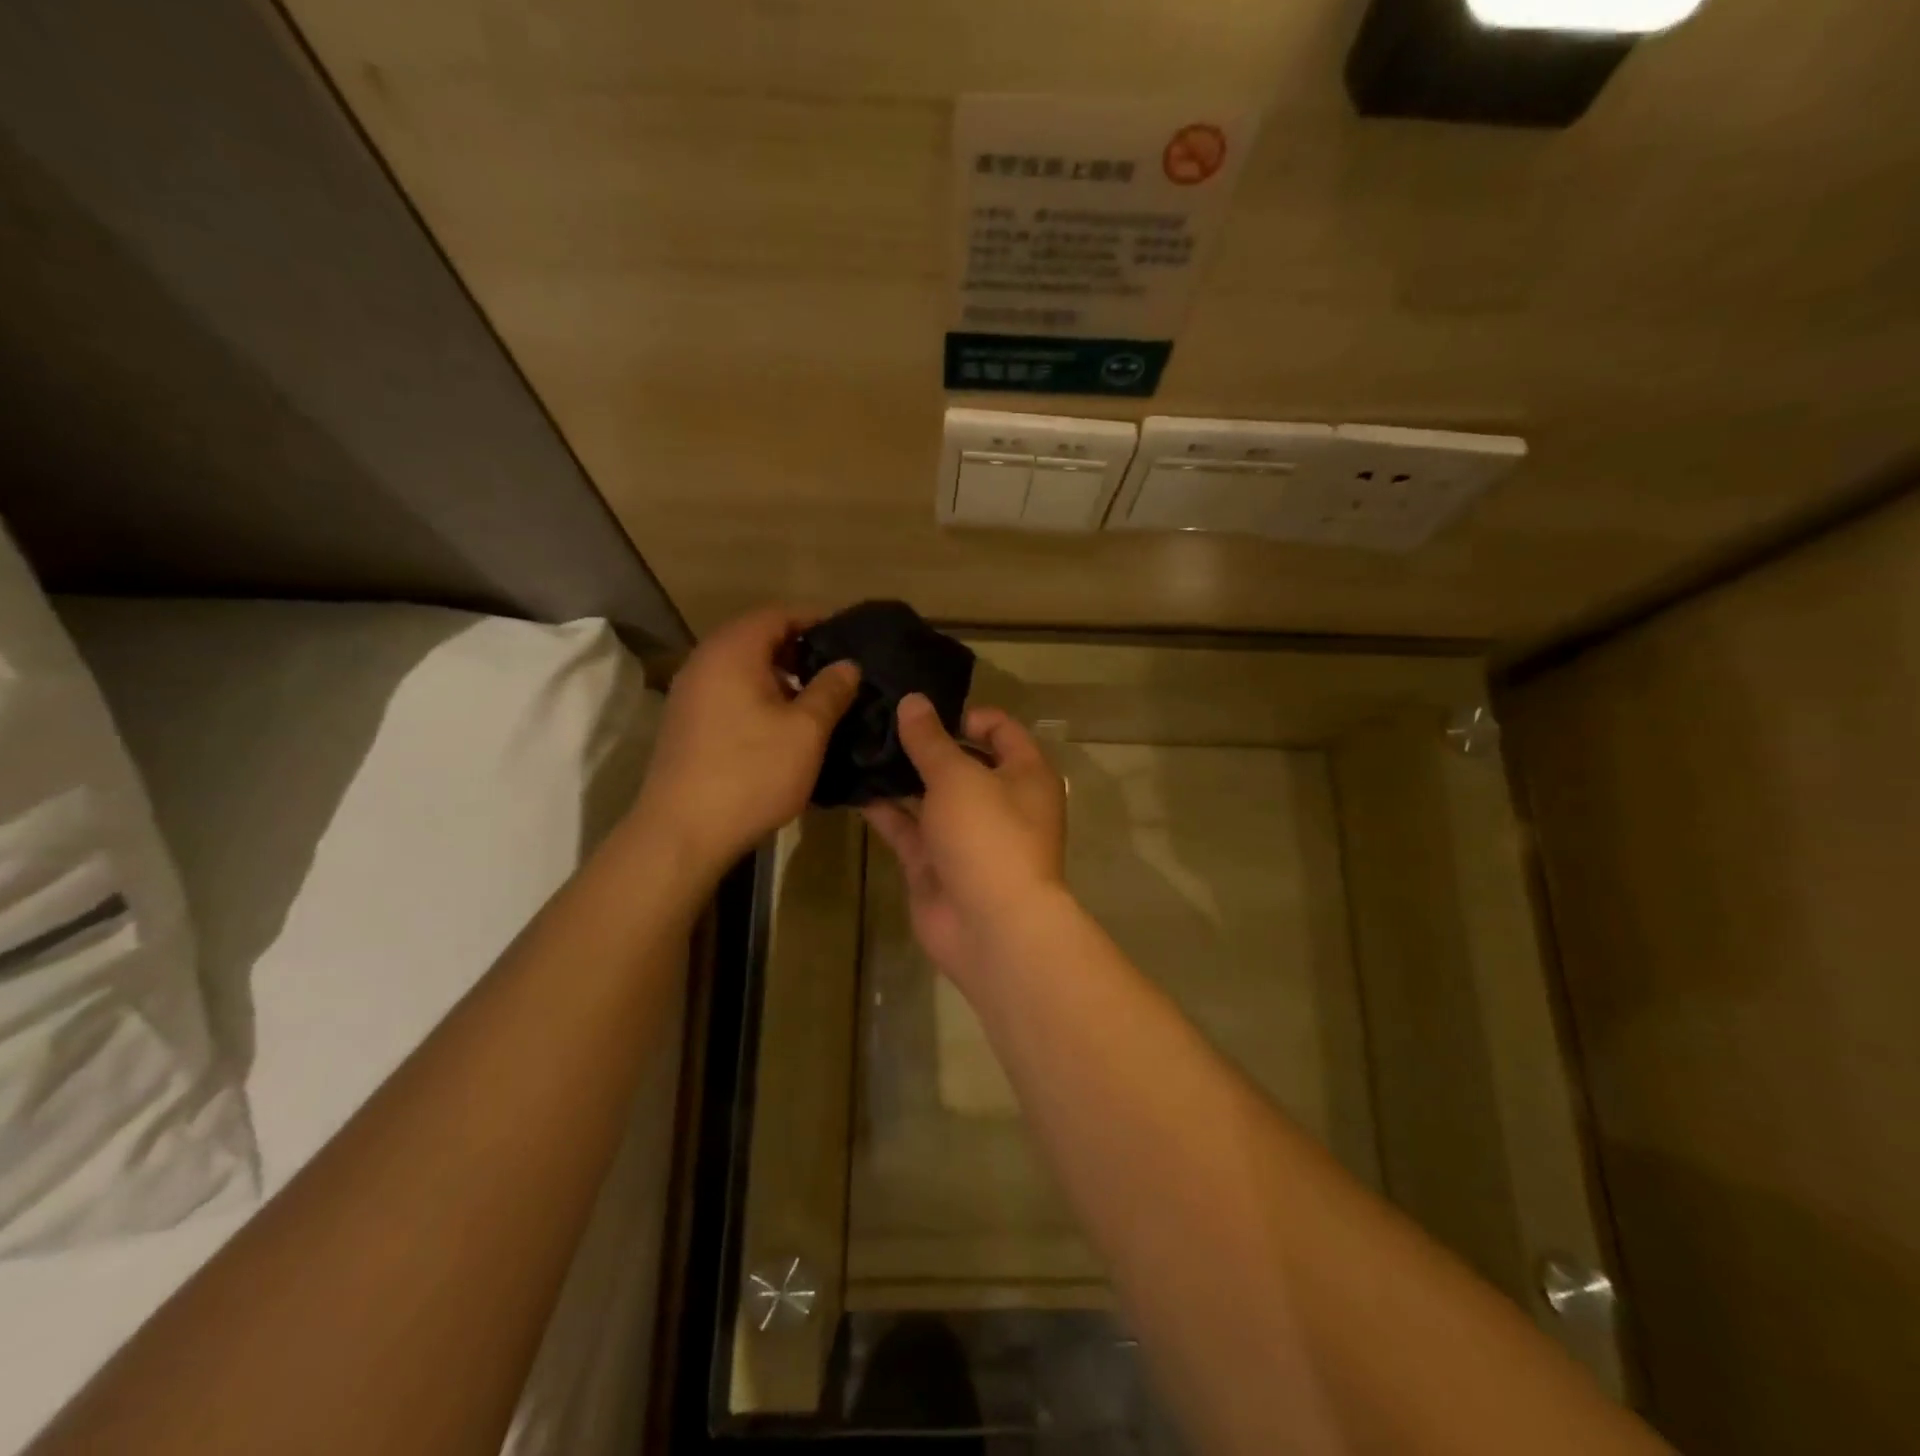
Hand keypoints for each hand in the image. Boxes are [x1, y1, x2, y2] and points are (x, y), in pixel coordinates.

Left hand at [633, 606, 859, 876]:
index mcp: (733, 651)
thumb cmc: (751, 773)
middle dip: (799, 648)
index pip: (778, 614)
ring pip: (743, 668)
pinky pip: (729, 693)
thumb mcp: (806, 731)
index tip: (849, 634)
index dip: (815, 619)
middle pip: (757, 637)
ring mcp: (690, 694)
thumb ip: (830, 690)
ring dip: (780, 676)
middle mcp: (704, 662)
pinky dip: (759, 697)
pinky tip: (784, 726)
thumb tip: (848, 664)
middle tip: (838, 668)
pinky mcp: (687, 724)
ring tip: (818, 698)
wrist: (683, 832)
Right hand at [862, 694, 1067, 983]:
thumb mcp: (959, 777)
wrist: (991, 928)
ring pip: (930, 796)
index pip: (1001, 730)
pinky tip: (853, 788)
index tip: (924, 710)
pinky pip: (909, 829)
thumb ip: (931, 741)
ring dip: (900, 776)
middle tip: (877, 721)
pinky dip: (885, 811)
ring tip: (857, 747)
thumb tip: (913, 701)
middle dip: (924, 744)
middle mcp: (999, 801)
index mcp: (1024, 775)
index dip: (966, 716)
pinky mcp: (935, 863)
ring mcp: (965, 835)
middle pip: (961, 762)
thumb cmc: (988, 836)